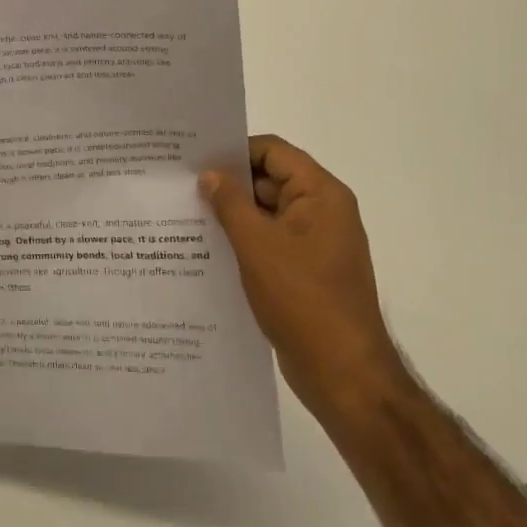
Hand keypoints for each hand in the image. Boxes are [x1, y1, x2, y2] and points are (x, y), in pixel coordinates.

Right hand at [200, 137, 405, 422]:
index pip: (273, 152)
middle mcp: (323, 212)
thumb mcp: (257, 245)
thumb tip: (209, 174)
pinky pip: (270, 241)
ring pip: (266, 213)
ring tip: (186, 216)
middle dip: (228, 184)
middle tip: (182, 187)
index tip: (194, 158)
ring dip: (232, 214)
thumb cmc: (302, 299)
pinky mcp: (306, 271)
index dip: (235, 151)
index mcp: (321, 195)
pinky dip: (243, 240)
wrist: (344, 375)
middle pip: (270, 179)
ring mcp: (316, 243)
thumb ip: (230, 203)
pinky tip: (208, 249)